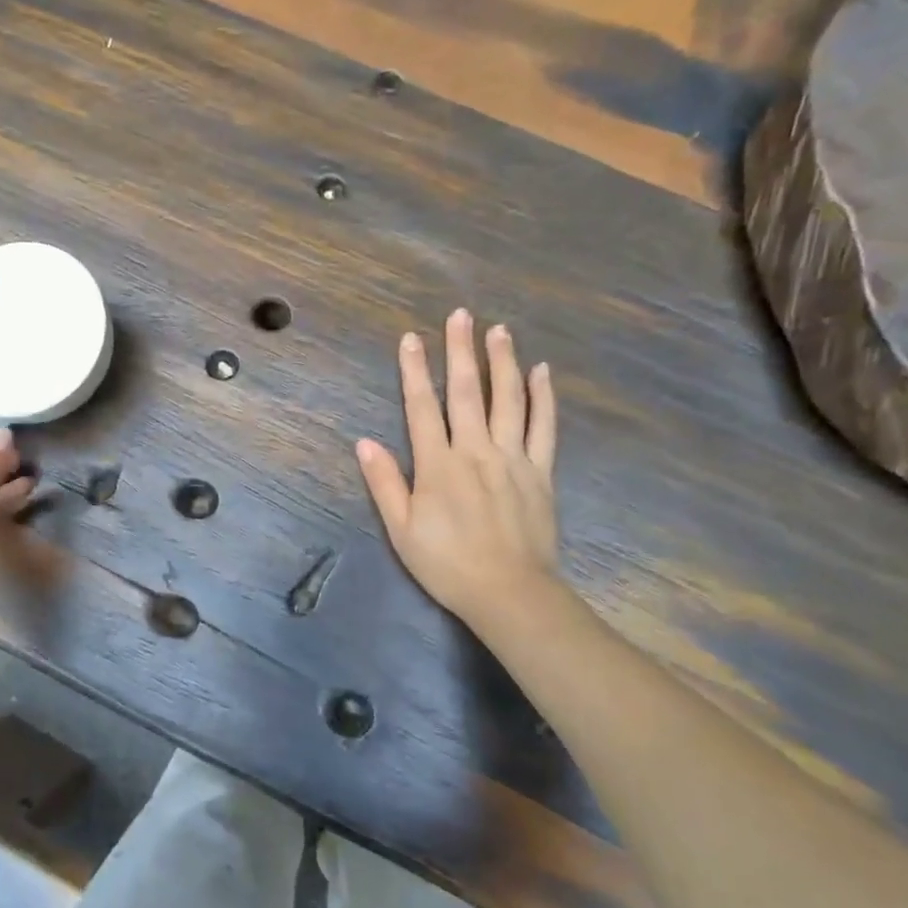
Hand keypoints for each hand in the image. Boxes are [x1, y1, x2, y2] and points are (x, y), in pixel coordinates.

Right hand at [356, 309, 563, 635]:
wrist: (508, 592)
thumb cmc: (447, 564)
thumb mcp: (402, 529)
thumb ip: (385, 483)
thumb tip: (364, 442)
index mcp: (438, 465)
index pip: (422, 407)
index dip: (415, 371)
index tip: (411, 338)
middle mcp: (475, 451)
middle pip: (468, 392)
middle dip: (461, 351)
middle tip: (461, 315)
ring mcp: (512, 458)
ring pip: (508, 400)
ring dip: (503, 362)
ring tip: (500, 331)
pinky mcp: (540, 472)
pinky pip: (543, 427)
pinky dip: (542, 397)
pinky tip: (541, 372)